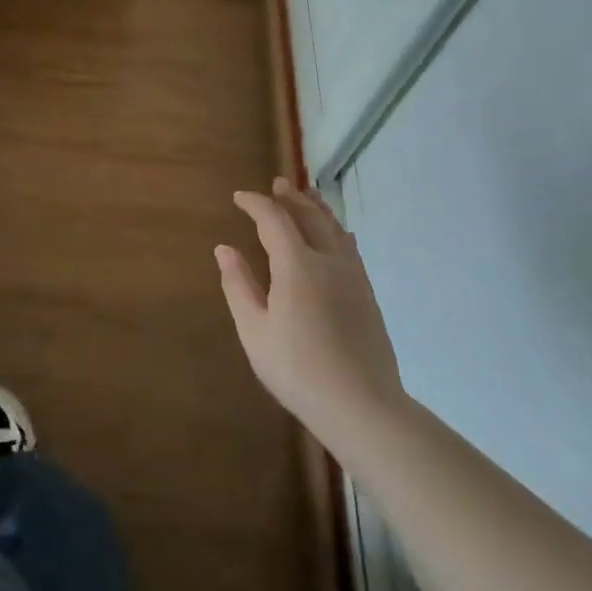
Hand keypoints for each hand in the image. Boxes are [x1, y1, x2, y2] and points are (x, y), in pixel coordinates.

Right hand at [216, 177, 409, 468]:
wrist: (363, 406)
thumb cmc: (298, 370)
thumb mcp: (254, 330)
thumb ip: (238, 285)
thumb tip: (224, 248)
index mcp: (297, 266)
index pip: (274, 220)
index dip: (256, 204)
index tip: (239, 197)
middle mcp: (329, 261)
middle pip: (310, 216)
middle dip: (291, 197)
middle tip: (277, 184)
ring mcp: (354, 277)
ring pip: (335, 228)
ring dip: (317, 208)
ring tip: (306, 196)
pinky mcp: (367, 294)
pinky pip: (350, 247)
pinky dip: (336, 230)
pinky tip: (337, 235)